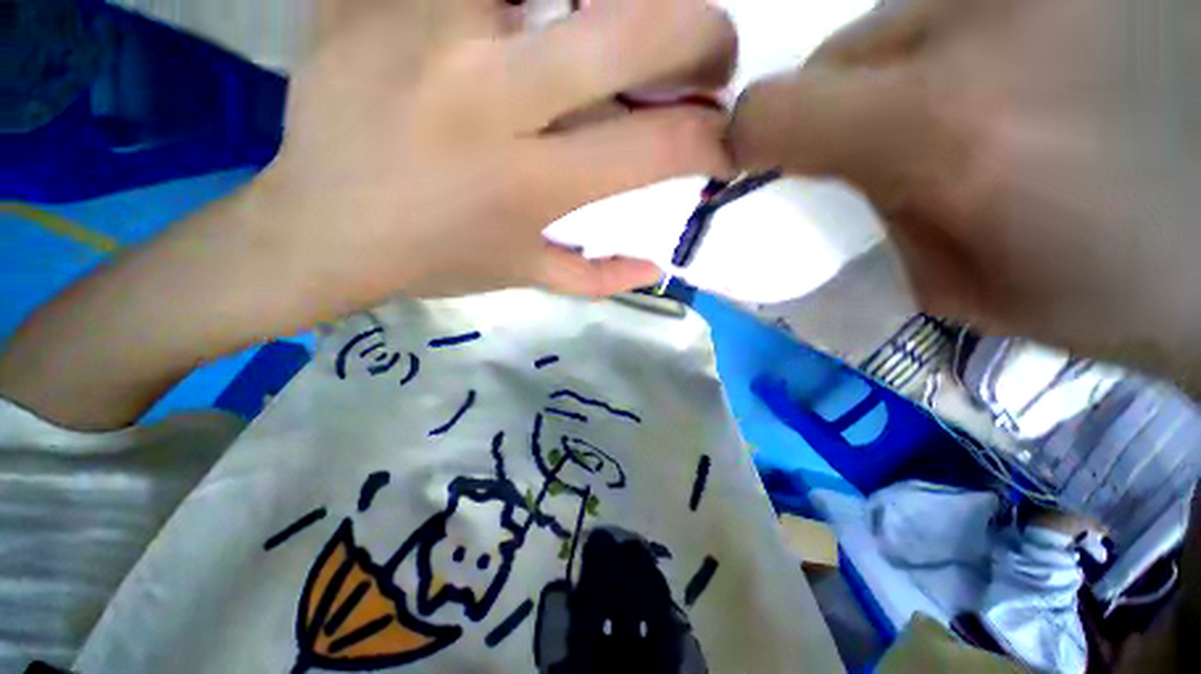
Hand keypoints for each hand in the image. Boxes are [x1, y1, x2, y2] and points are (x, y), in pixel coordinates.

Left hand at [262, 0, 733, 308]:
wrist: (322, 227)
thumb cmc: (433, 259)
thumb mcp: (523, 277)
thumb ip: (597, 278)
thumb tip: (658, 267)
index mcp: (528, 183)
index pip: (653, 146)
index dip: (710, 139)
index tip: (725, 139)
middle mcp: (491, 98)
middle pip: (630, 28)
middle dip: (700, 32)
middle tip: (708, 49)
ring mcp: (430, 28)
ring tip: (608, 28)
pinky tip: (519, 22)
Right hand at [729, 0, 1200, 380]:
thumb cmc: (1104, 289)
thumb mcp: (954, 282)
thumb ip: (876, 217)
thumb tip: (841, 172)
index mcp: (944, 130)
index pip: (776, 109)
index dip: (747, 135)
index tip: (756, 158)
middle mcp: (986, 23)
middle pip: (841, 51)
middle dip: (839, 104)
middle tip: (883, 144)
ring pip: (902, 18)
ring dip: (904, 70)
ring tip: (976, 108)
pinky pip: (967, 6)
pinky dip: (966, 41)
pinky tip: (1023, 74)